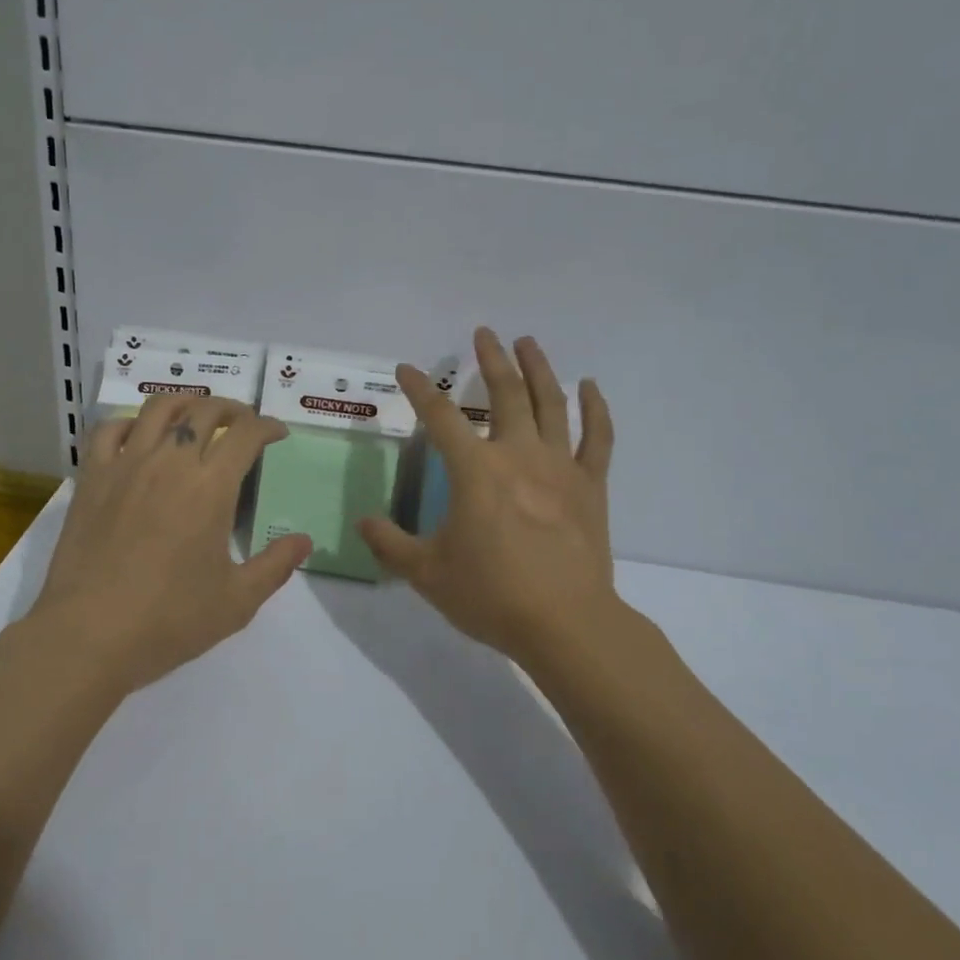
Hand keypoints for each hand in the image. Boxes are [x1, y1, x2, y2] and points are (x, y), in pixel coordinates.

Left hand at [31, 395, 313, 692]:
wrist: (88, 635)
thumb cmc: (169, 620)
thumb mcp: (237, 602)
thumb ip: (276, 566)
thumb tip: (304, 540)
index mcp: (211, 488)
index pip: (245, 434)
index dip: (267, 426)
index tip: (277, 433)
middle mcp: (170, 463)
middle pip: (204, 411)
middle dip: (232, 408)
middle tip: (242, 422)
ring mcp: (126, 466)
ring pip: (158, 409)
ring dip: (185, 402)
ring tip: (196, 413)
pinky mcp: (91, 478)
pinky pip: (109, 430)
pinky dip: (130, 422)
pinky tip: (138, 435)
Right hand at [359, 328, 627, 664]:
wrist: (566, 624)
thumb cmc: (492, 595)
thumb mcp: (427, 573)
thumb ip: (390, 544)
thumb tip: (362, 522)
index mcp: (476, 471)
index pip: (439, 417)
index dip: (420, 389)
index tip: (407, 369)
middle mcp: (518, 455)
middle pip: (505, 394)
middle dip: (491, 360)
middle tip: (484, 334)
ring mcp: (560, 467)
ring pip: (551, 404)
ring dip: (538, 369)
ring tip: (528, 342)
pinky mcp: (590, 486)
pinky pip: (597, 438)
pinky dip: (596, 409)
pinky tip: (591, 387)